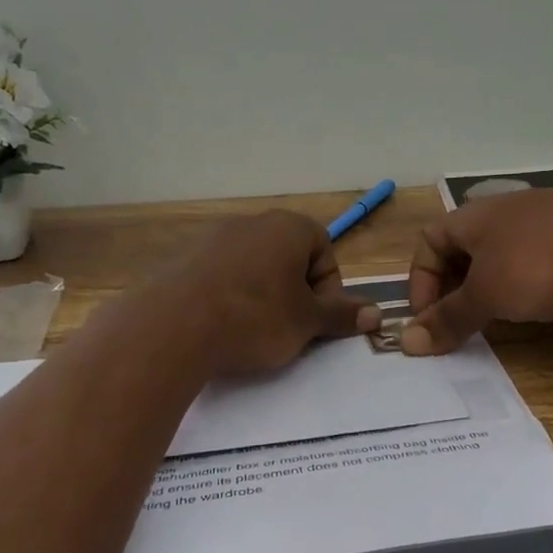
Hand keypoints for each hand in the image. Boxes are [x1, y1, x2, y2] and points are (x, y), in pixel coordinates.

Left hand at [158, 210, 380, 374]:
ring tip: (252, 330)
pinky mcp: (185, 257)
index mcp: (288, 227)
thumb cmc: (255, 318)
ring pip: (254, 266)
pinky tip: (221, 324)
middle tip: (288, 328)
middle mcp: (252, 222)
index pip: (324, 250)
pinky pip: (221, 275)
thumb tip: (377, 314)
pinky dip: (229, 296)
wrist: (175, 326)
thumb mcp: (306, 323)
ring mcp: (214, 237)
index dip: (327, 288)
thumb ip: (341, 315)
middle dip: (294, 291)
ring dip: (262, 294)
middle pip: (288, 257)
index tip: (314, 320)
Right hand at [403, 186, 552, 354]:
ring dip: (488, 286)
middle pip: (461, 250)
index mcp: (471, 216)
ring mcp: (540, 219)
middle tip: (458, 323)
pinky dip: (523, 282)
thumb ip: (449, 318)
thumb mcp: (487, 294)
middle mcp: (501, 211)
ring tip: (494, 317)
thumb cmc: (538, 262)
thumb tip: (407, 343)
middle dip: (452, 287)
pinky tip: (537, 302)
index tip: (429, 319)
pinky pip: (532, 258)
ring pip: (498, 255)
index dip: (419, 282)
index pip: (426, 243)